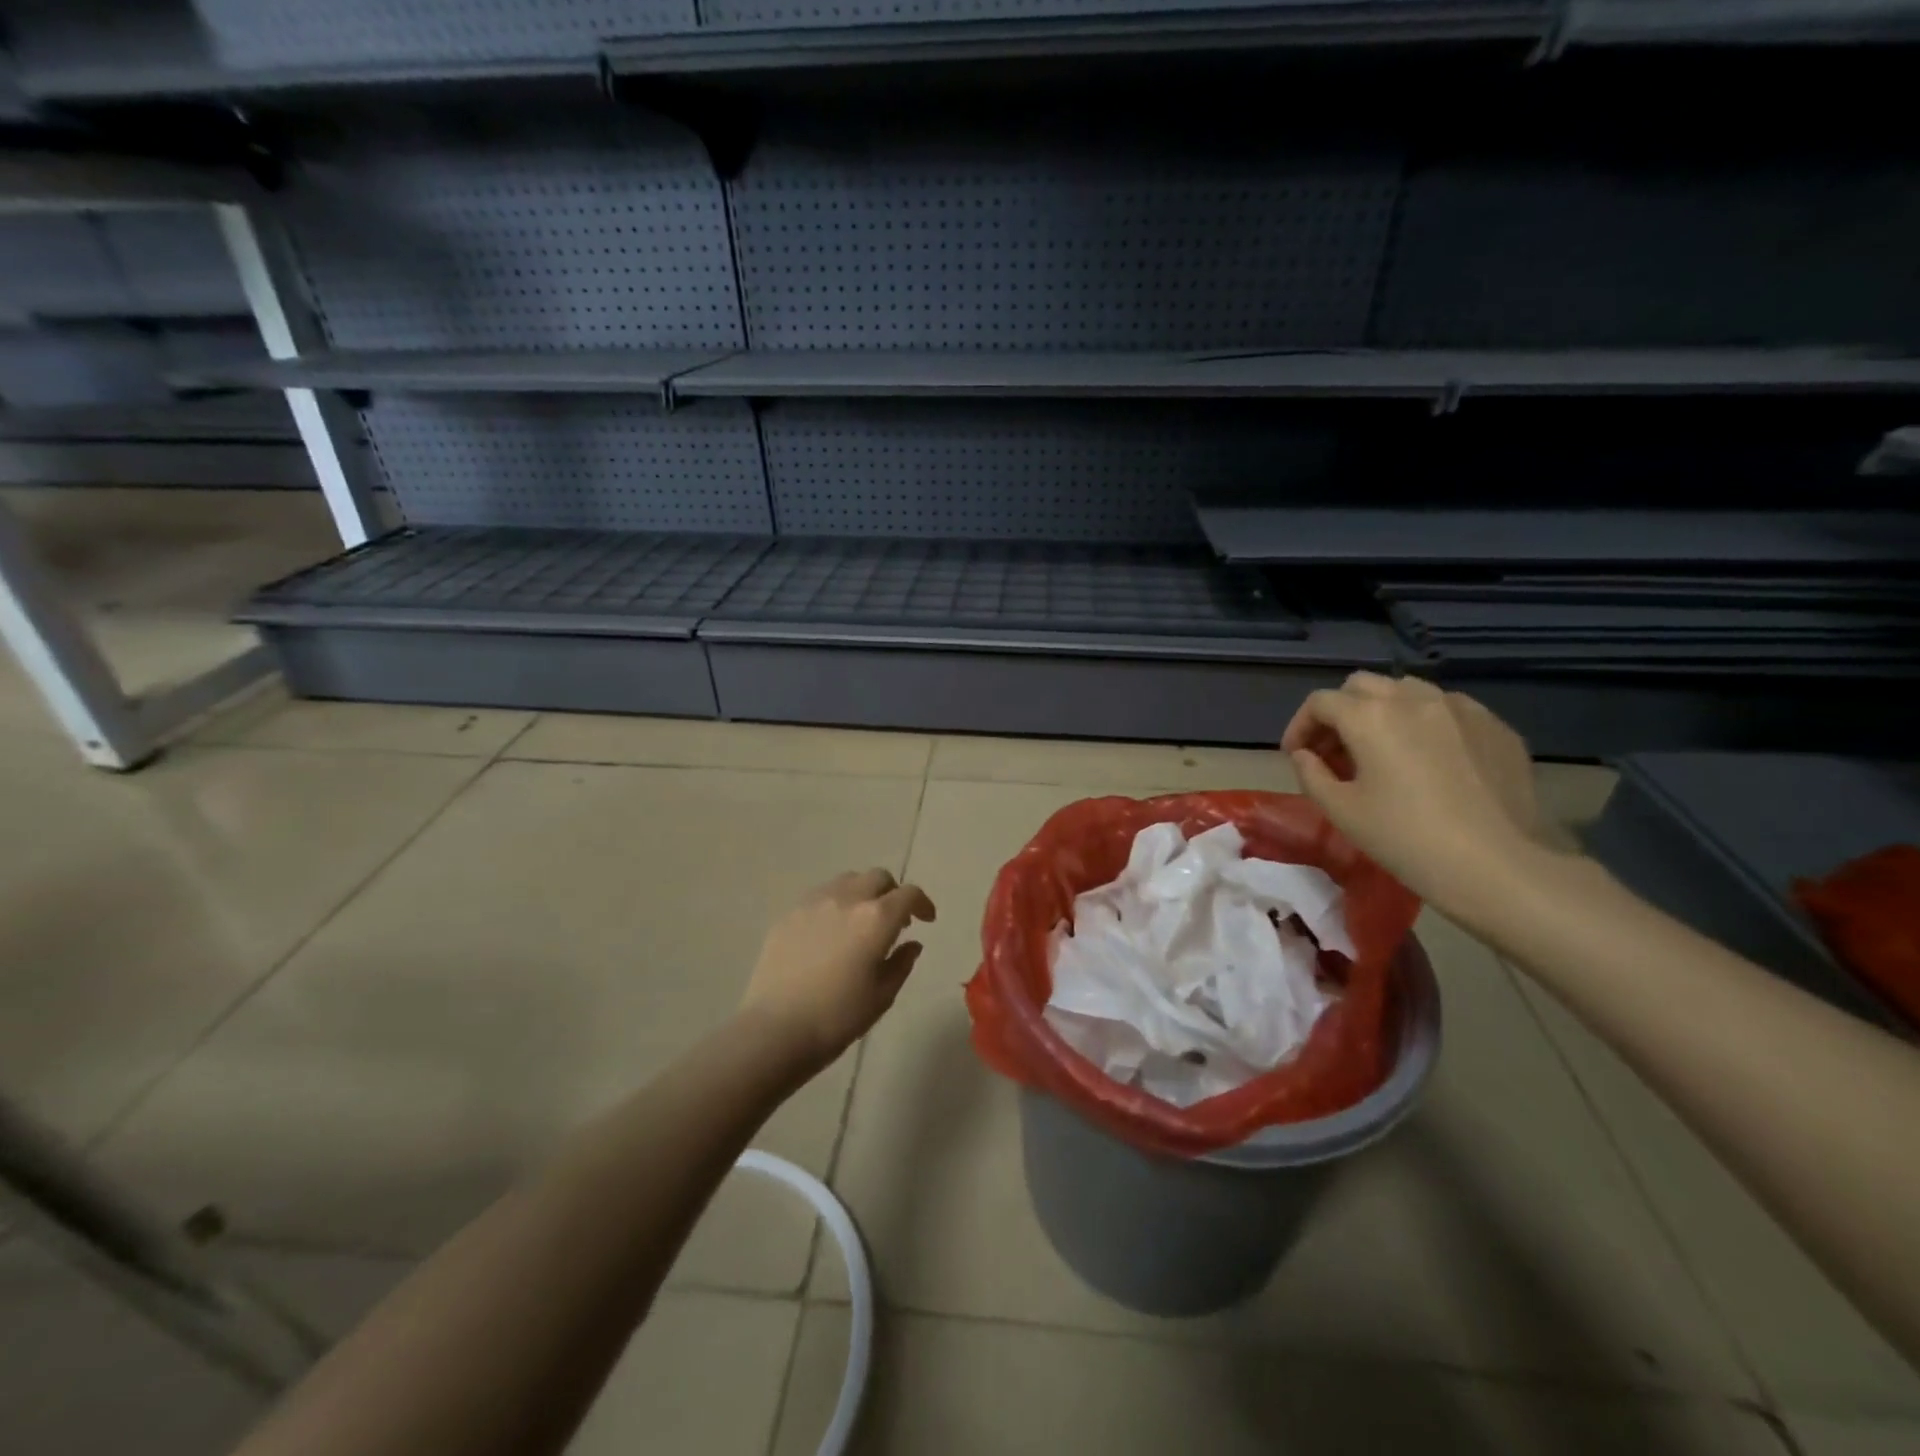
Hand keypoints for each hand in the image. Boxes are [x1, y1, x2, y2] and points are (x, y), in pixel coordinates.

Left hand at [739, 869, 936, 1071]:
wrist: (775, 1029)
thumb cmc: (837, 1017)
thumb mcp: (882, 996)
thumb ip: (901, 963)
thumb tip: (911, 944)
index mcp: (876, 918)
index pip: (909, 894)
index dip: (923, 904)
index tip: (926, 920)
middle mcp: (847, 898)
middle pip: (878, 877)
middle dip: (892, 893)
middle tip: (894, 920)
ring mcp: (814, 902)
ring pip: (848, 880)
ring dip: (863, 893)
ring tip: (860, 922)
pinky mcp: (789, 913)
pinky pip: (820, 895)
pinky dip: (835, 904)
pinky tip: (830, 932)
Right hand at [1281, 673, 1549, 920]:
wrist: (1499, 866)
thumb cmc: (1406, 839)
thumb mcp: (1342, 812)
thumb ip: (1312, 774)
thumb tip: (1305, 756)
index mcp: (1370, 716)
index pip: (1320, 703)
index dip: (1299, 726)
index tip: (1296, 755)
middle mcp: (1413, 698)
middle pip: (1362, 685)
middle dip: (1339, 711)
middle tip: (1335, 750)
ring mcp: (1461, 708)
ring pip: (1407, 690)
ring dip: (1383, 710)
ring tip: (1382, 748)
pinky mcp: (1496, 726)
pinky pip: (1448, 709)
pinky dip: (1425, 723)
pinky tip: (1429, 759)